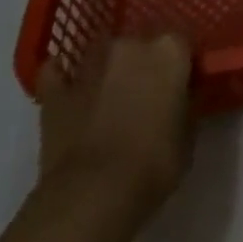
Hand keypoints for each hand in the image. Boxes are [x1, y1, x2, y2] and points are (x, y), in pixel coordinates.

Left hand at [34, 35, 193, 218]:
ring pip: (102, 52)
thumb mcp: (187, 138)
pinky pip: (57, 74)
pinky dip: (61, 78)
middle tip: (146, 94)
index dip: (180, 67)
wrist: (91, 197)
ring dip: (107, 68)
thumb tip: (180, 101)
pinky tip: (66, 88)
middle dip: (143, 64)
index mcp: (169, 50)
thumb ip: (185, 107)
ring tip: (109, 94)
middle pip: (141, 44)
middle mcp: (130, 44)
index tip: (180, 87)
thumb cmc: (153, 166)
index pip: (181, 45)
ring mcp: (90, 65)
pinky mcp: (55, 92)